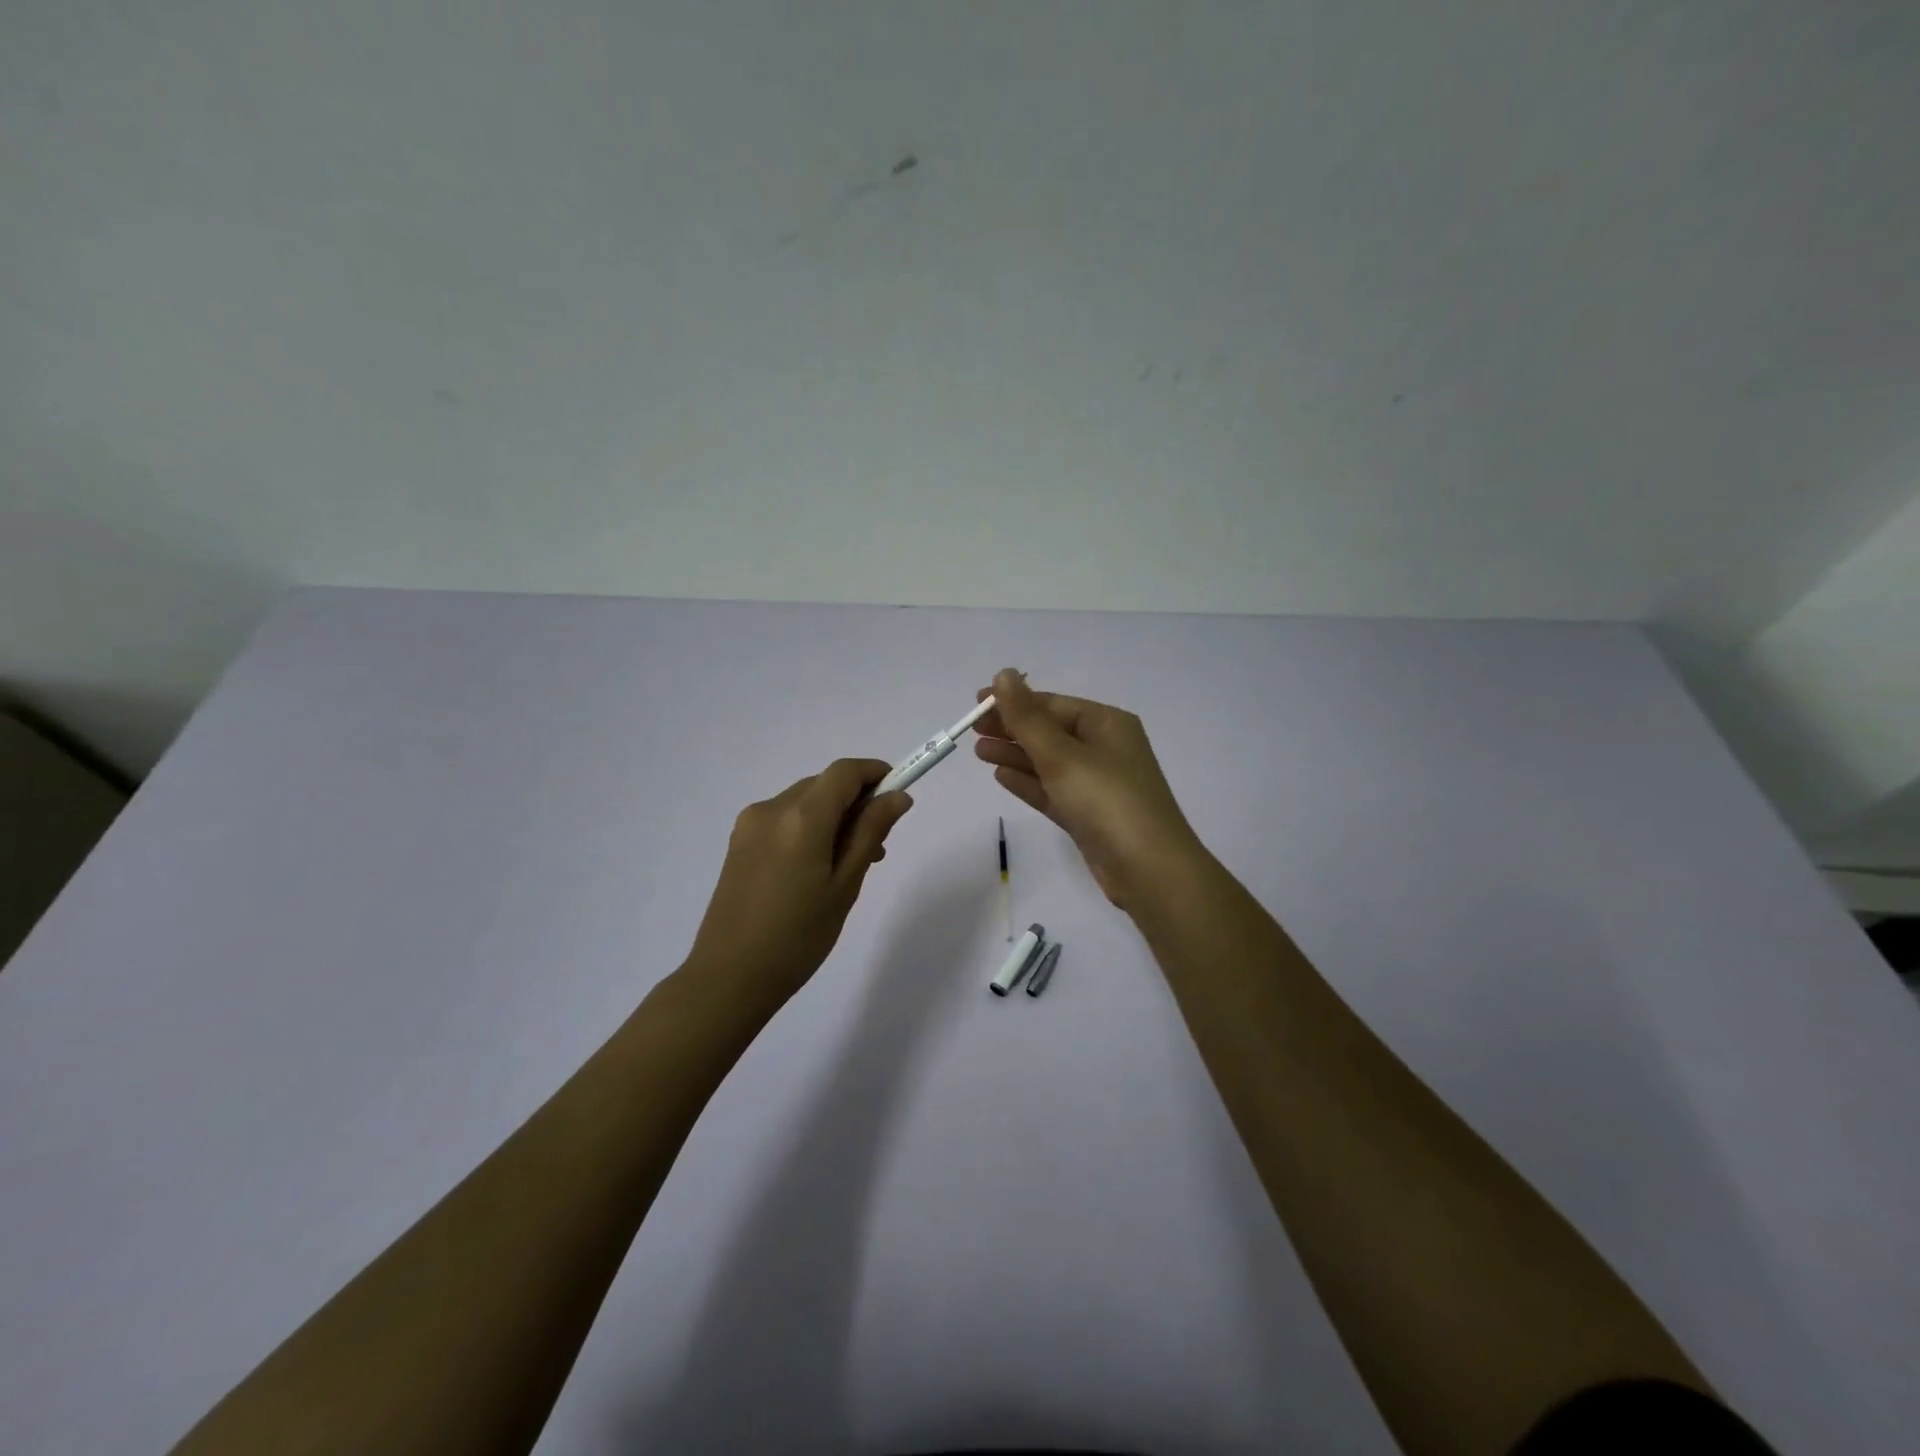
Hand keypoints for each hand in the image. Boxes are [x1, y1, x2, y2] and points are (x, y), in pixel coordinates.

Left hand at [685, 759, 912, 1005]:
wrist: (728, 978)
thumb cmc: (798, 938)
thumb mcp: (844, 885)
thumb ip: (871, 833)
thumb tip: (897, 796)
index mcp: (801, 818)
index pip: (844, 771)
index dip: (875, 773)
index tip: (898, 795)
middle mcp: (772, 809)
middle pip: (824, 784)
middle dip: (856, 801)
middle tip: (877, 845)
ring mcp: (750, 824)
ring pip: (804, 801)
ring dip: (833, 816)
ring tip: (849, 863)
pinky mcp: (739, 842)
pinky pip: (784, 819)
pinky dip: (809, 828)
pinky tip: (816, 868)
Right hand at [972, 669, 1206, 913]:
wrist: (1148, 869)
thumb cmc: (1106, 800)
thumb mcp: (1062, 754)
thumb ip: (1027, 717)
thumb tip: (1003, 674)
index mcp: (1107, 724)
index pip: (1053, 704)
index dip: (1014, 702)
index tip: (976, 704)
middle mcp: (1104, 749)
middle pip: (1049, 732)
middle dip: (1012, 728)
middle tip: (971, 729)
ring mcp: (1097, 784)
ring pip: (1048, 762)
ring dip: (1015, 755)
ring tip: (979, 751)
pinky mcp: (1088, 815)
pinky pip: (1052, 790)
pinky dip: (1028, 782)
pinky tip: (1001, 776)